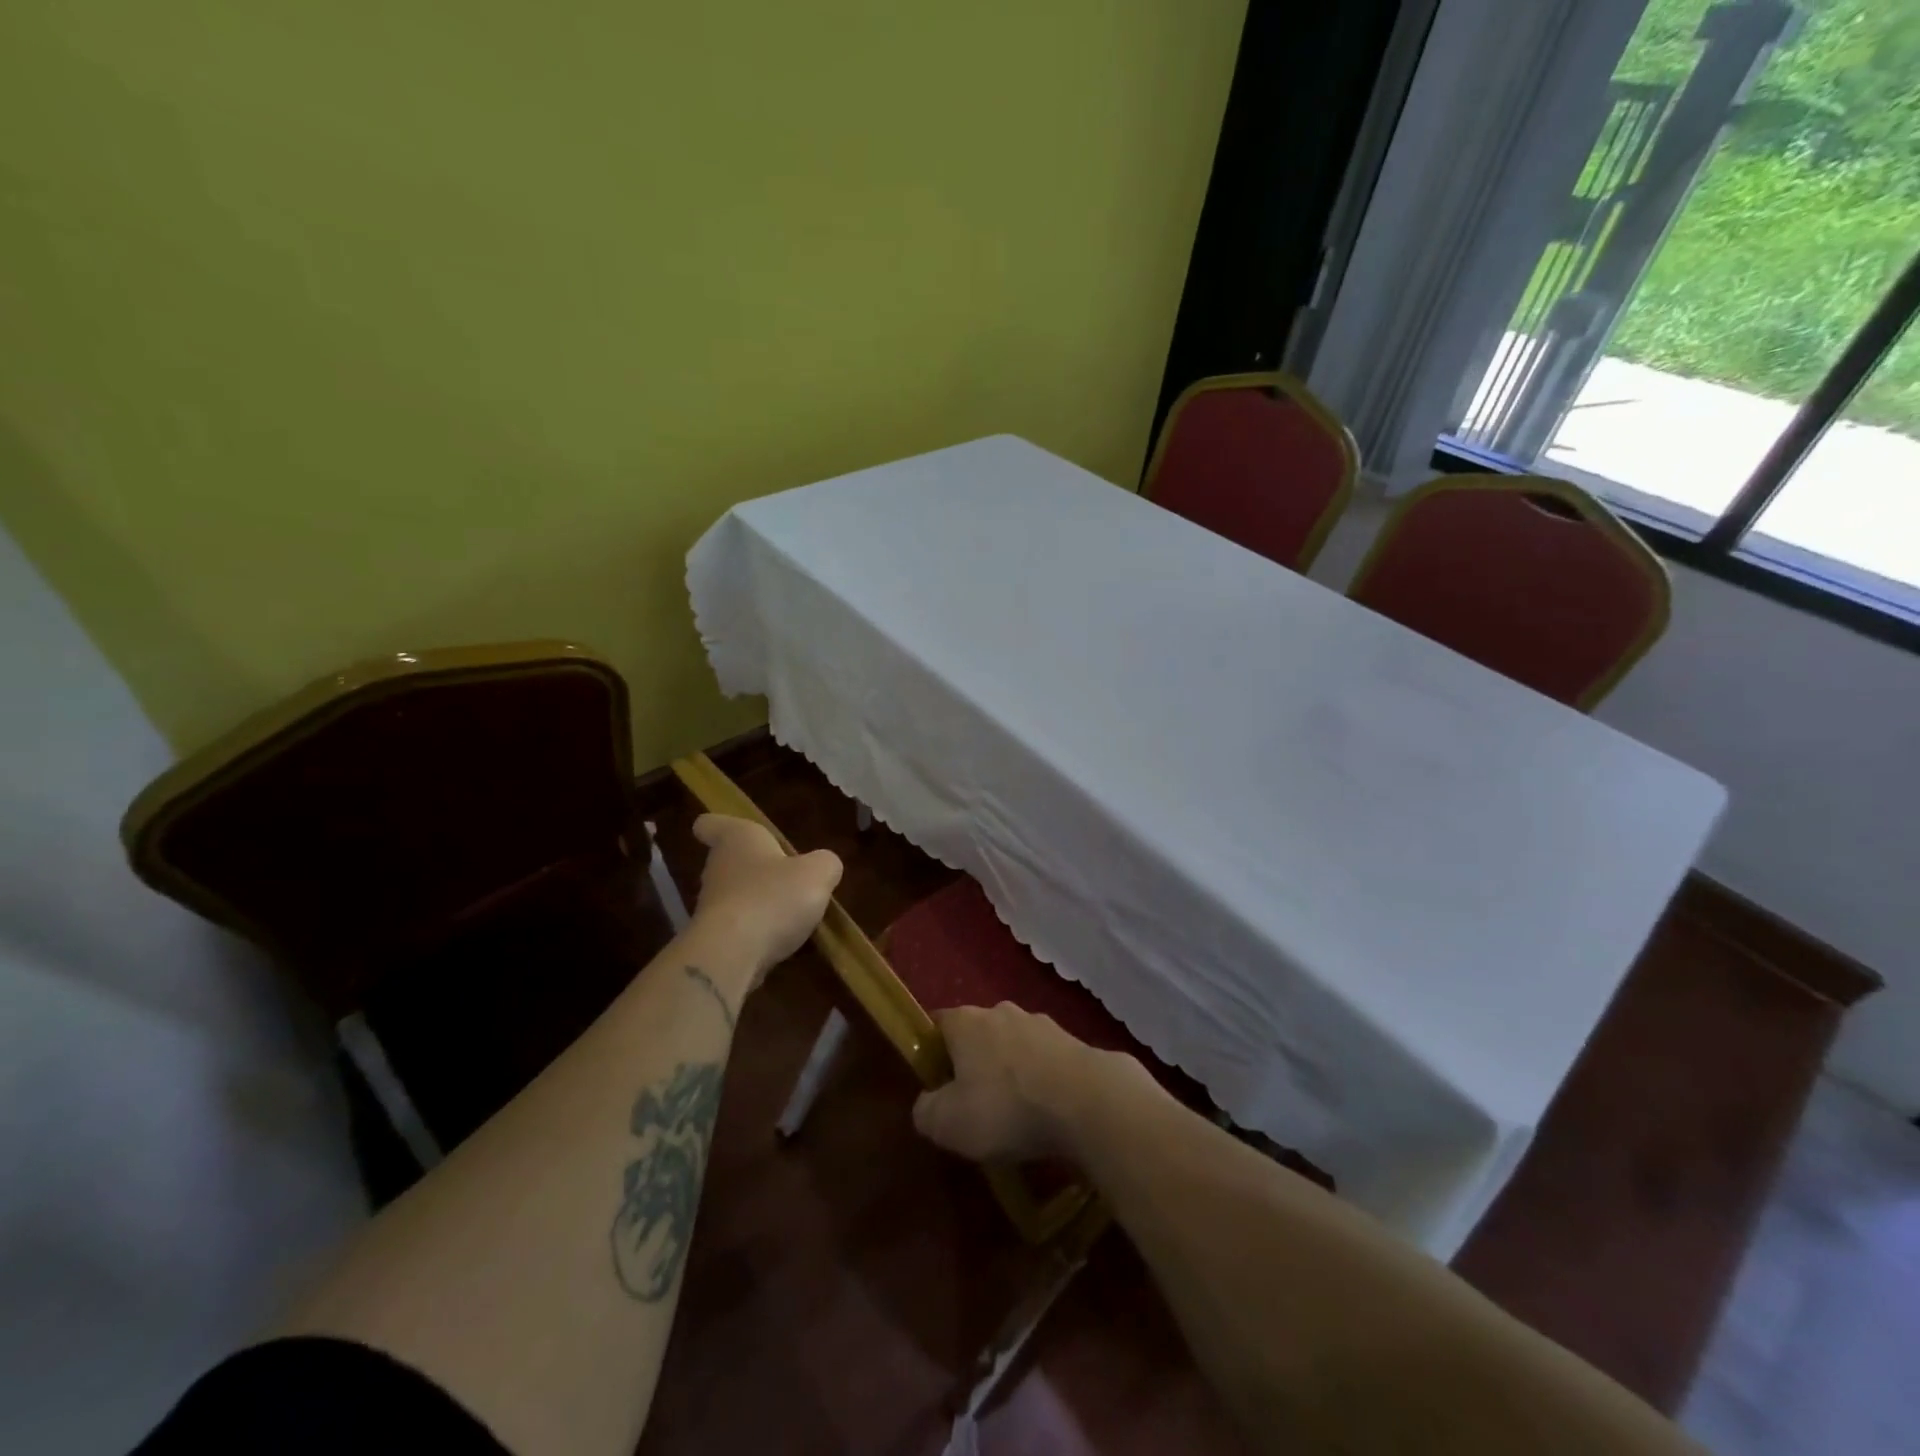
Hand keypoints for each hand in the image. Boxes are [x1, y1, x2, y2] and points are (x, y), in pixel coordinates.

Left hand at [687, 814, 841, 978]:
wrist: (732, 956)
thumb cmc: (773, 897)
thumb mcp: (818, 873)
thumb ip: (825, 864)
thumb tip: (825, 866)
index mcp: (737, 839)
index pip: (711, 824)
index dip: (718, 825)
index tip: (730, 831)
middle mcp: (718, 868)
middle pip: (729, 861)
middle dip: (754, 867)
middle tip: (785, 875)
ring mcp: (712, 906)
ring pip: (735, 895)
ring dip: (758, 901)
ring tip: (792, 913)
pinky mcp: (714, 939)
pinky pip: (739, 928)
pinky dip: (757, 932)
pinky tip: (782, 943)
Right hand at [912, 1003, 1143, 1162]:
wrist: (1088, 1101)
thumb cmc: (1007, 1107)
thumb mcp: (948, 1124)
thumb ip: (925, 1111)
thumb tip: (926, 1104)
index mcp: (966, 1021)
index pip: (938, 1024)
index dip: (932, 1051)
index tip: (934, 1083)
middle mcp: (1001, 1011)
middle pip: (977, 1033)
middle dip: (974, 1062)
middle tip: (974, 1104)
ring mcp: (1041, 1023)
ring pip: (1014, 1045)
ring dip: (1011, 1071)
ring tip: (1016, 1113)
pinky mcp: (1073, 1041)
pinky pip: (1045, 1060)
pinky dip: (1041, 1080)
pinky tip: (1047, 1111)